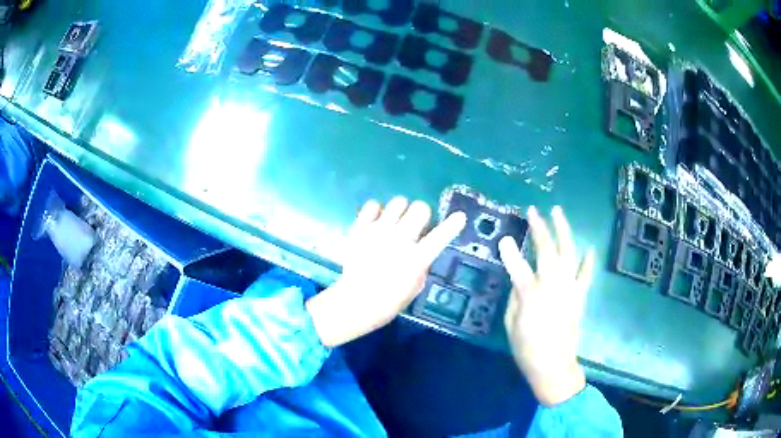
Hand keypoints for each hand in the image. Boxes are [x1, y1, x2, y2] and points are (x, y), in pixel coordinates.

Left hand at [306, 197, 466, 347]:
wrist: (356, 302)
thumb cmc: (388, 301)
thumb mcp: (415, 287)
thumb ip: (421, 264)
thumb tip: (420, 250)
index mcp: (416, 259)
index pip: (439, 237)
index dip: (452, 225)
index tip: (460, 217)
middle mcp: (399, 240)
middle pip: (420, 208)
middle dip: (421, 215)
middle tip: (415, 225)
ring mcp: (378, 232)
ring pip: (398, 202)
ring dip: (400, 212)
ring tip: (394, 223)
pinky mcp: (360, 228)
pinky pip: (372, 205)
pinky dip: (376, 211)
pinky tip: (376, 222)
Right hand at [499, 206, 594, 405]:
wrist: (554, 365)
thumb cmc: (527, 348)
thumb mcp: (511, 323)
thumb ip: (515, 296)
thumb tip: (519, 278)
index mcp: (530, 294)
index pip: (517, 266)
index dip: (510, 251)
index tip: (504, 238)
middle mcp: (552, 285)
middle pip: (547, 250)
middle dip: (540, 228)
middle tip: (534, 211)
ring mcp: (569, 288)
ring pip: (568, 253)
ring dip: (563, 231)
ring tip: (558, 212)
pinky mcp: (579, 296)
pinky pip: (585, 274)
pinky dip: (588, 260)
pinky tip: (589, 247)